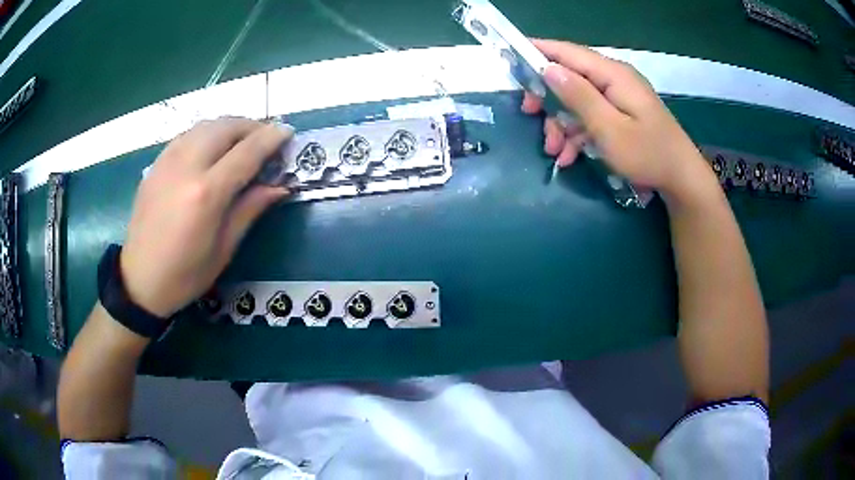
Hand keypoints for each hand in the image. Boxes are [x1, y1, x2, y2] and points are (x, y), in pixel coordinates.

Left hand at [120, 118, 291, 317]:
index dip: (271, 139)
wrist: (139, 280)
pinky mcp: (156, 164)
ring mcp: (167, 162)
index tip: (288, 133)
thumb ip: (250, 209)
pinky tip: (212, 148)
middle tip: (266, 139)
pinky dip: (207, 133)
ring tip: (241, 141)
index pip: (247, 152)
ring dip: (229, 126)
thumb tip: (280, 186)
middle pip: (226, 127)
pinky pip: (187, 135)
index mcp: (206, 193)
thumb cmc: (185, 275)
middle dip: (252, 126)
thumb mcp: (224, 249)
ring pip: (205, 125)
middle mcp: (186, 167)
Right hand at [521, 39, 709, 194]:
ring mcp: (619, 97)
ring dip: (562, 122)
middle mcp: (614, 79)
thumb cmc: (648, 154)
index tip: (511, 59)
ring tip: (554, 151)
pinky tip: (569, 156)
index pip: (568, 52)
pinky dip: (578, 133)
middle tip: (530, 115)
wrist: (682, 179)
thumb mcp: (609, 129)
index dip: (538, 52)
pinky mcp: (622, 114)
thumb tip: (549, 68)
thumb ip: (579, 96)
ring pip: (578, 100)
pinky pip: (592, 115)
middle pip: (570, 77)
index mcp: (612, 74)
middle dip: (548, 97)